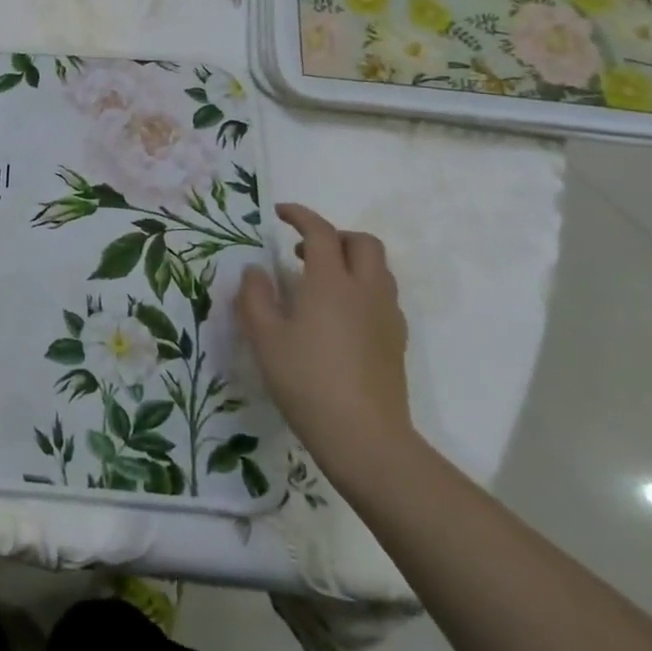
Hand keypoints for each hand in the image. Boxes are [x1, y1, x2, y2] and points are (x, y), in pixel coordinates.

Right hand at [237, 203, 411, 484]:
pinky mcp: (396, 341)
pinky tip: (340, 315)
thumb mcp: (264, 337)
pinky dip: (363, 288)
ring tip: (321, 280)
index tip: (280, 213)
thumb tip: (255, 271)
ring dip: (352, 261)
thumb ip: (255, 297)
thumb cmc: (306, 380)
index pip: (320, 231)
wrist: (364, 437)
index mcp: (330, 281)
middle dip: (335, 235)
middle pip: (362, 243)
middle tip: (304, 250)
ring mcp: (386, 316)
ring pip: (379, 269)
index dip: (300, 216)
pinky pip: (383, 296)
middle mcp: (365, 290)